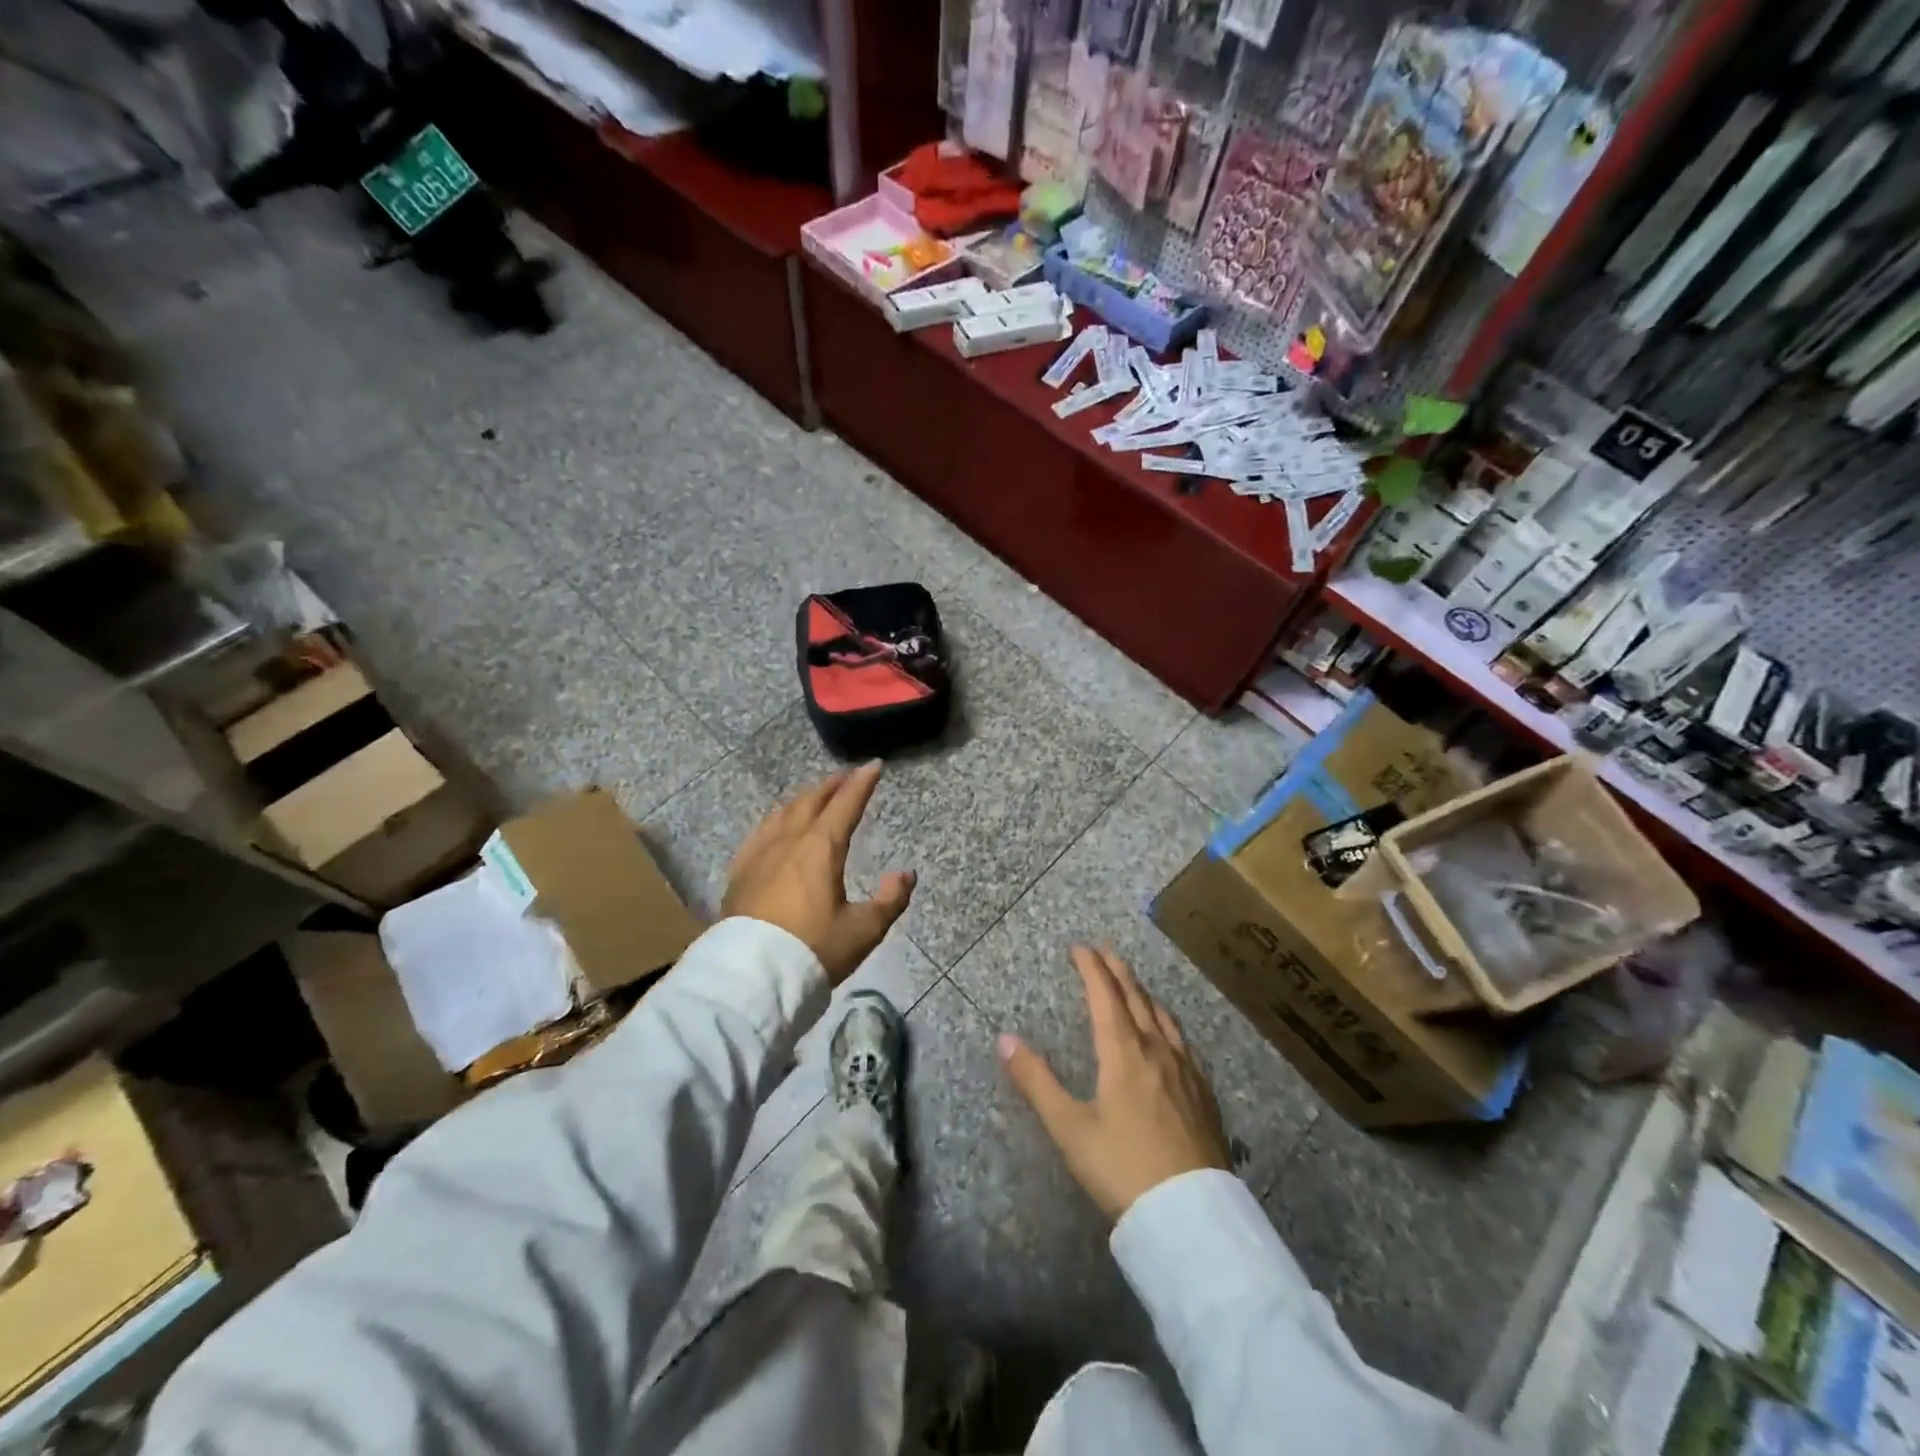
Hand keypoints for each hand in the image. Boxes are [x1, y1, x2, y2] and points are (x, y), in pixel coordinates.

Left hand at [721, 761, 915, 984]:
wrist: (753, 976)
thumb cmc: (814, 949)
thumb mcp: (864, 930)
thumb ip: (890, 900)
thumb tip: (905, 874)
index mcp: (821, 848)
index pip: (845, 804)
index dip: (862, 783)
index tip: (874, 765)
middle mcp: (789, 841)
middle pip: (810, 801)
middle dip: (831, 786)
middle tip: (845, 778)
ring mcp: (760, 854)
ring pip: (782, 813)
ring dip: (803, 799)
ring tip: (813, 797)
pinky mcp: (740, 872)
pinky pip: (760, 832)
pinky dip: (776, 820)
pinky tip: (775, 827)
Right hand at [999, 946, 1230, 1221]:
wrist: (1191, 1217)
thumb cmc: (1123, 1169)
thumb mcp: (1070, 1129)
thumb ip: (1036, 1082)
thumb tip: (1004, 1038)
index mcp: (1123, 1053)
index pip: (1105, 997)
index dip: (1092, 969)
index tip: (1080, 948)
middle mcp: (1157, 1051)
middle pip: (1137, 1000)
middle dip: (1119, 972)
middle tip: (1106, 952)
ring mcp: (1186, 1072)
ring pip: (1163, 1018)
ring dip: (1144, 994)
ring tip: (1135, 986)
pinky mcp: (1204, 1095)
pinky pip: (1184, 1042)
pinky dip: (1168, 1023)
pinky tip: (1172, 1037)